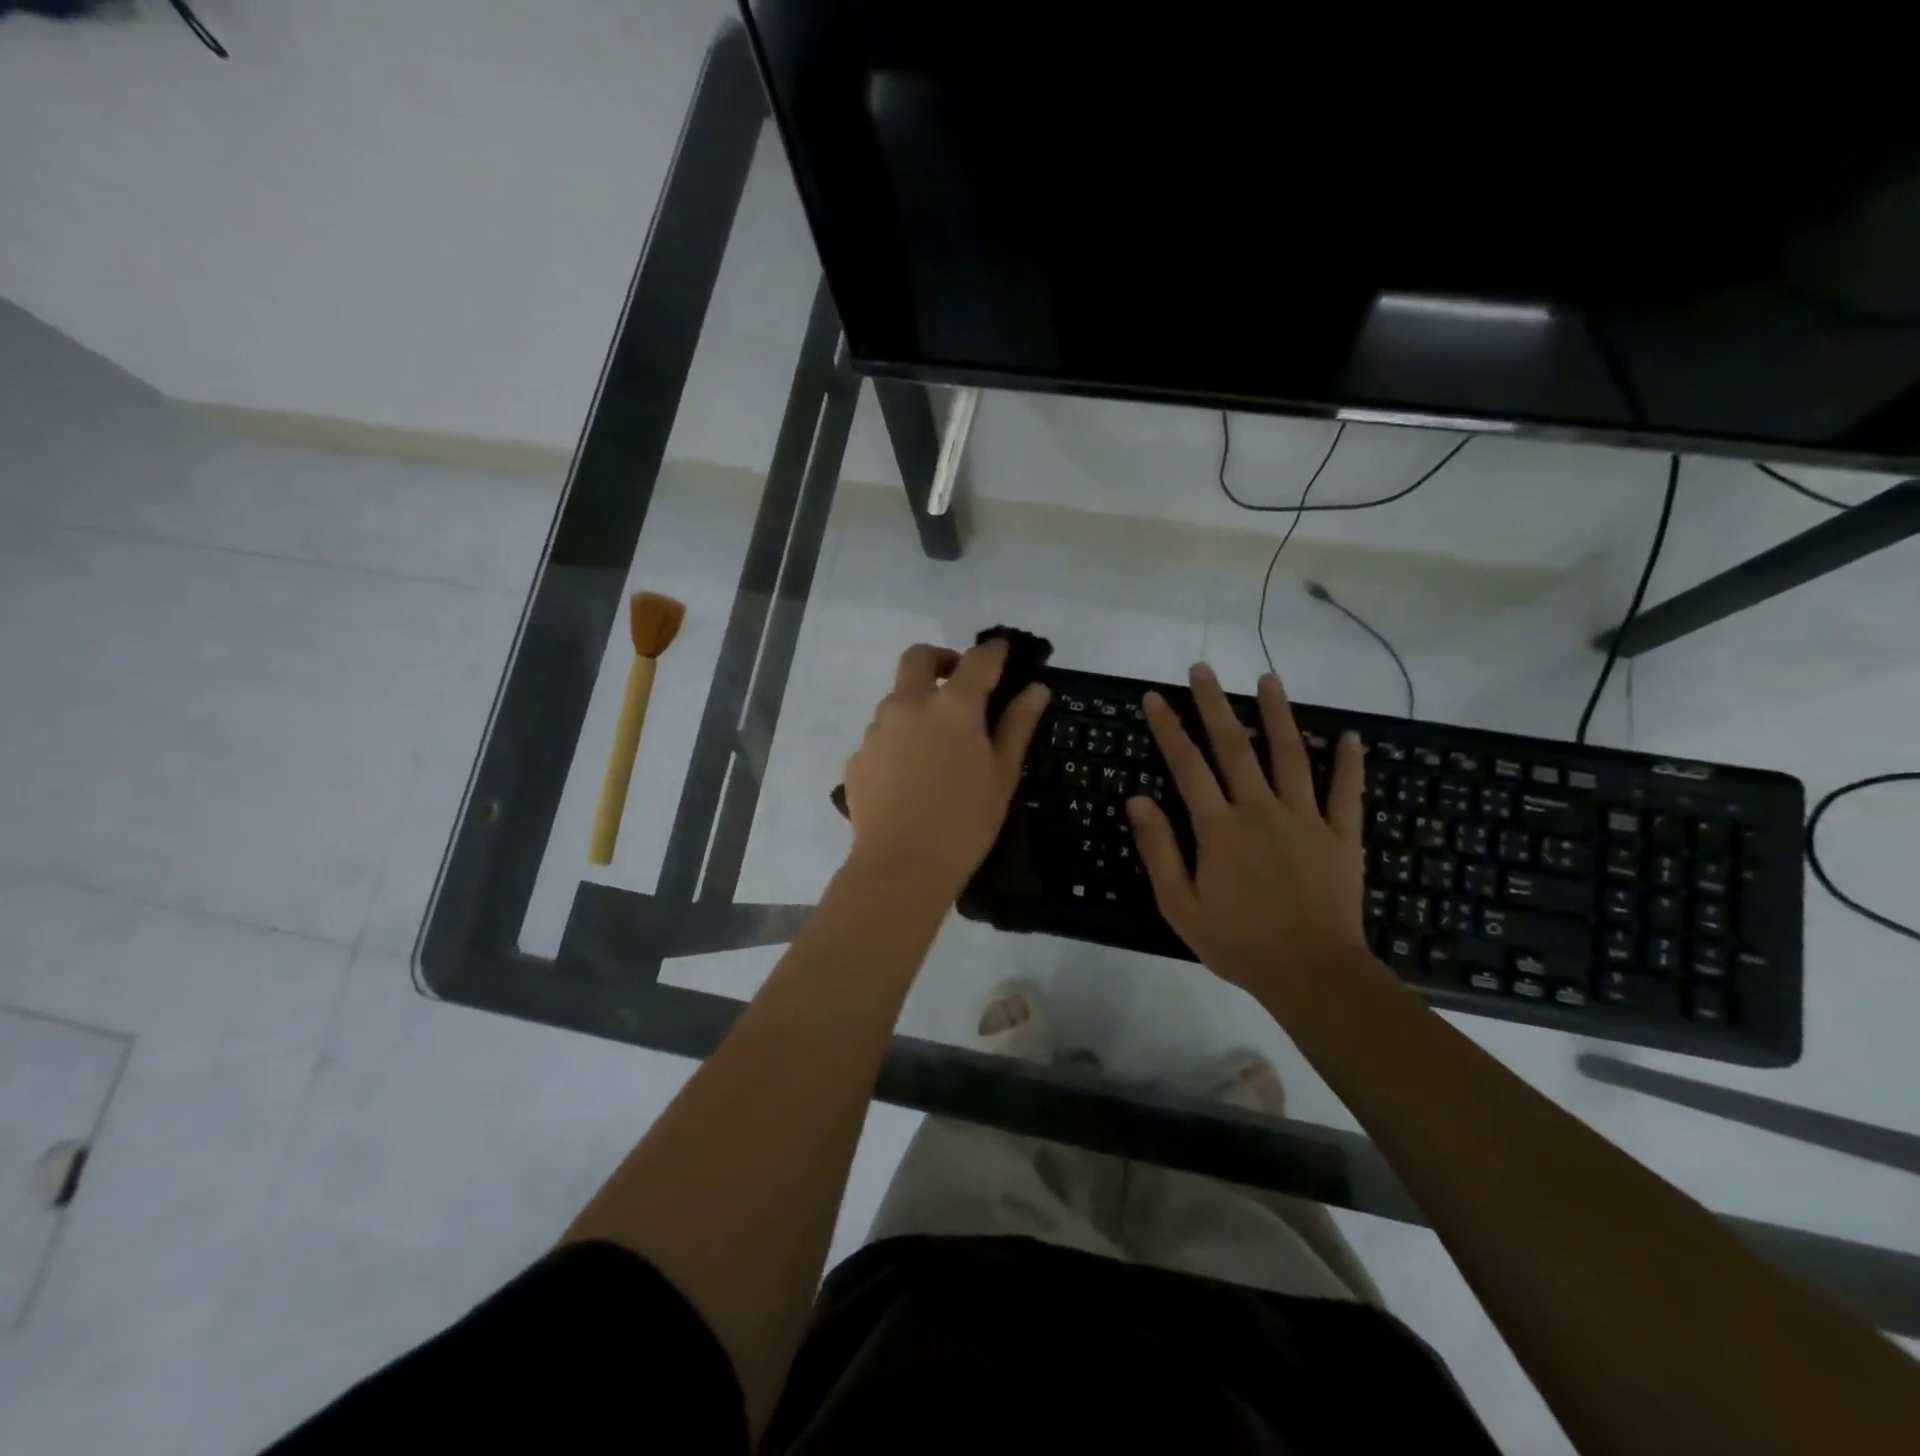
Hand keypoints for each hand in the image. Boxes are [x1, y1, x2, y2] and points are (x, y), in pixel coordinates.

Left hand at [841, 640, 1050, 897]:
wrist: (902, 866)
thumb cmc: (966, 821)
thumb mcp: (1003, 774)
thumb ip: (1018, 725)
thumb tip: (1037, 689)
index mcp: (953, 706)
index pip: (977, 660)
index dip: (993, 651)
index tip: (1001, 650)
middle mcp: (909, 705)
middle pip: (918, 658)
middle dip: (940, 659)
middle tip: (957, 682)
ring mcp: (877, 730)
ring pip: (896, 699)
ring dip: (917, 704)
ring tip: (935, 744)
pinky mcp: (858, 757)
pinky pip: (880, 736)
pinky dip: (898, 741)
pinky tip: (910, 775)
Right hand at [1127, 662, 1371, 1001]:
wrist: (1311, 973)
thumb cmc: (1237, 942)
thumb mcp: (1180, 904)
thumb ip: (1158, 849)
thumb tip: (1137, 798)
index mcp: (1218, 828)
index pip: (1187, 766)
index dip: (1169, 729)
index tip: (1154, 697)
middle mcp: (1260, 810)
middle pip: (1235, 746)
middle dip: (1215, 704)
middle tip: (1203, 669)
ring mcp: (1305, 819)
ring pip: (1290, 755)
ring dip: (1278, 714)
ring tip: (1270, 679)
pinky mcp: (1341, 836)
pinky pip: (1347, 793)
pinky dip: (1349, 763)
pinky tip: (1350, 736)